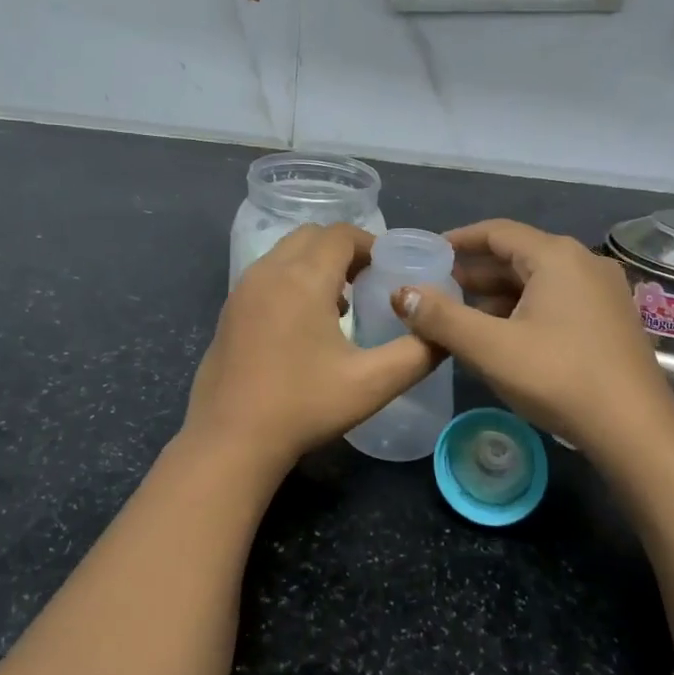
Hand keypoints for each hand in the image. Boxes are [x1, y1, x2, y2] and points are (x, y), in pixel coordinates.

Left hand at [183, 224, 436, 477]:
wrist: (230, 440)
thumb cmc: (303, 406)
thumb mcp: (371, 384)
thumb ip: (417, 353)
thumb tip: (443, 334)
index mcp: (302, 278)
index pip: (340, 235)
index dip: (370, 244)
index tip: (390, 270)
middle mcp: (269, 271)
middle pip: (312, 236)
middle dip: (344, 249)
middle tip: (369, 281)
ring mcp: (243, 289)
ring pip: (286, 252)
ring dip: (316, 263)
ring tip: (341, 302)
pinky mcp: (230, 309)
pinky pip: (267, 274)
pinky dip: (291, 278)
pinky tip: (305, 323)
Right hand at [391, 219, 673, 458]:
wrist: (636, 431)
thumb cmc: (558, 378)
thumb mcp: (489, 347)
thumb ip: (441, 317)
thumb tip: (401, 293)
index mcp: (556, 256)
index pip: (497, 232)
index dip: (459, 240)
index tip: (428, 253)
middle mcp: (584, 262)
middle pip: (518, 254)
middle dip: (476, 271)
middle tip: (438, 288)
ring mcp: (603, 291)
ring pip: (539, 279)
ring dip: (499, 293)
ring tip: (463, 314)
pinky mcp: (612, 318)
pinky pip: (559, 299)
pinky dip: (525, 307)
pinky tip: (505, 334)